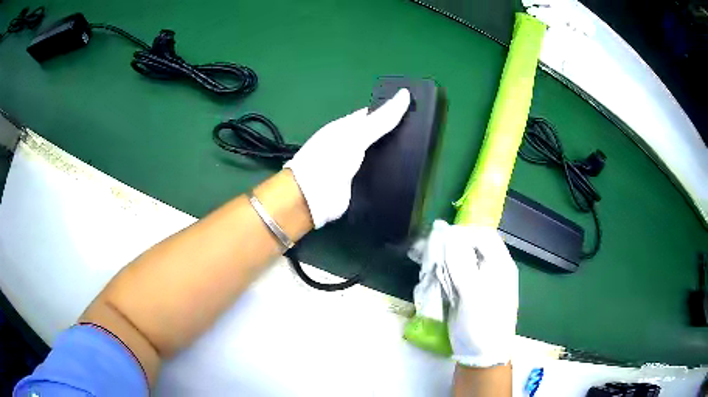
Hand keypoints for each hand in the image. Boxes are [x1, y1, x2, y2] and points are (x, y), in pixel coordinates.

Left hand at [284, 89, 410, 228]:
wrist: (312, 197)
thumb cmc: (329, 158)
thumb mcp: (357, 134)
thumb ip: (381, 119)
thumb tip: (404, 94)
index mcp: (346, 127)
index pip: (372, 114)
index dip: (391, 111)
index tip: (415, 110)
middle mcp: (350, 144)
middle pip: (377, 136)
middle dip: (396, 135)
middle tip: (423, 133)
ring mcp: (355, 165)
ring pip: (380, 156)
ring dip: (395, 155)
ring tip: (422, 152)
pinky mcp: (359, 184)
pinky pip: (378, 175)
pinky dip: (390, 173)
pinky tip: (407, 173)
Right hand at [412, 220, 518, 366]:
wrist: (482, 357)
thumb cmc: (482, 324)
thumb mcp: (472, 293)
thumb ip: (460, 261)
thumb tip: (446, 233)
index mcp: (501, 265)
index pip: (484, 235)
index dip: (463, 232)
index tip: (440, 239)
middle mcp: (493, 270)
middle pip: (472, 246)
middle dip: (451, 246)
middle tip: (430, 252)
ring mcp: (482, 283)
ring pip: (462, 261)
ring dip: (445, 260)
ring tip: (428, 266)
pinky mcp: (470, 294)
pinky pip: (457, 276)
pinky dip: (444, 274)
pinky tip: (433, 279)